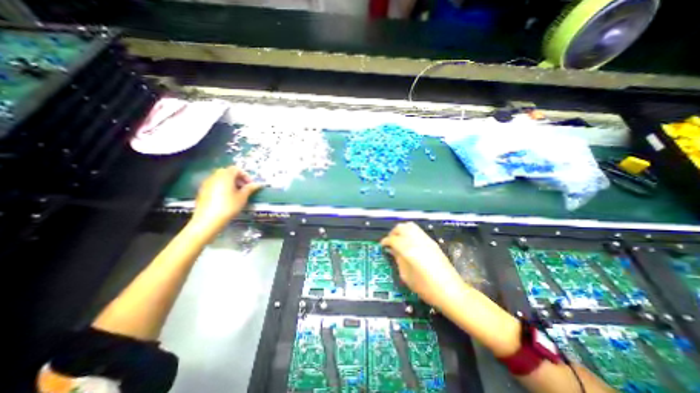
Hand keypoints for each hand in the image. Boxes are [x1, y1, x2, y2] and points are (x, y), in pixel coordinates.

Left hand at [189, 165, 261, 233]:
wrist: (208, 220)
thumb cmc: (229, 206)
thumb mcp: (242, 197)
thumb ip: (250, 188)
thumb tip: (258, 184)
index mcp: (225, 175)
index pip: (237, 169)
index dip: (246, 176)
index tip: (251, 185)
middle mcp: (215, 176)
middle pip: (228, 172)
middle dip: (238, 179)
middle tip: (245, 188)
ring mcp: (207, 183)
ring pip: (221, 178)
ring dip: (230, 183)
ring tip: (237, 194)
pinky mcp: (202, 191)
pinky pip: (215, 184)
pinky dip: (223, 187)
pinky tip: (226, 198)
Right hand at [381, 224, 466, 309]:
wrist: (450, 291)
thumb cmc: (425, 288)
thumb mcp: (406, 276)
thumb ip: (398, 259)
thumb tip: (392, 250)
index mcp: (408, 250)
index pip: (392, 239)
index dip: (385, 241)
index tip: (382, 246)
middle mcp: (416, 240)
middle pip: (401, 228)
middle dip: (393, 233)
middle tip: (390, 242)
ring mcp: (425, 239)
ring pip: (410, 226)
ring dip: (401, 230)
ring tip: (399, 240)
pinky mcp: (432, 241)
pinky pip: (418, 230)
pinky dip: (410, 232)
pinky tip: (410, 242)